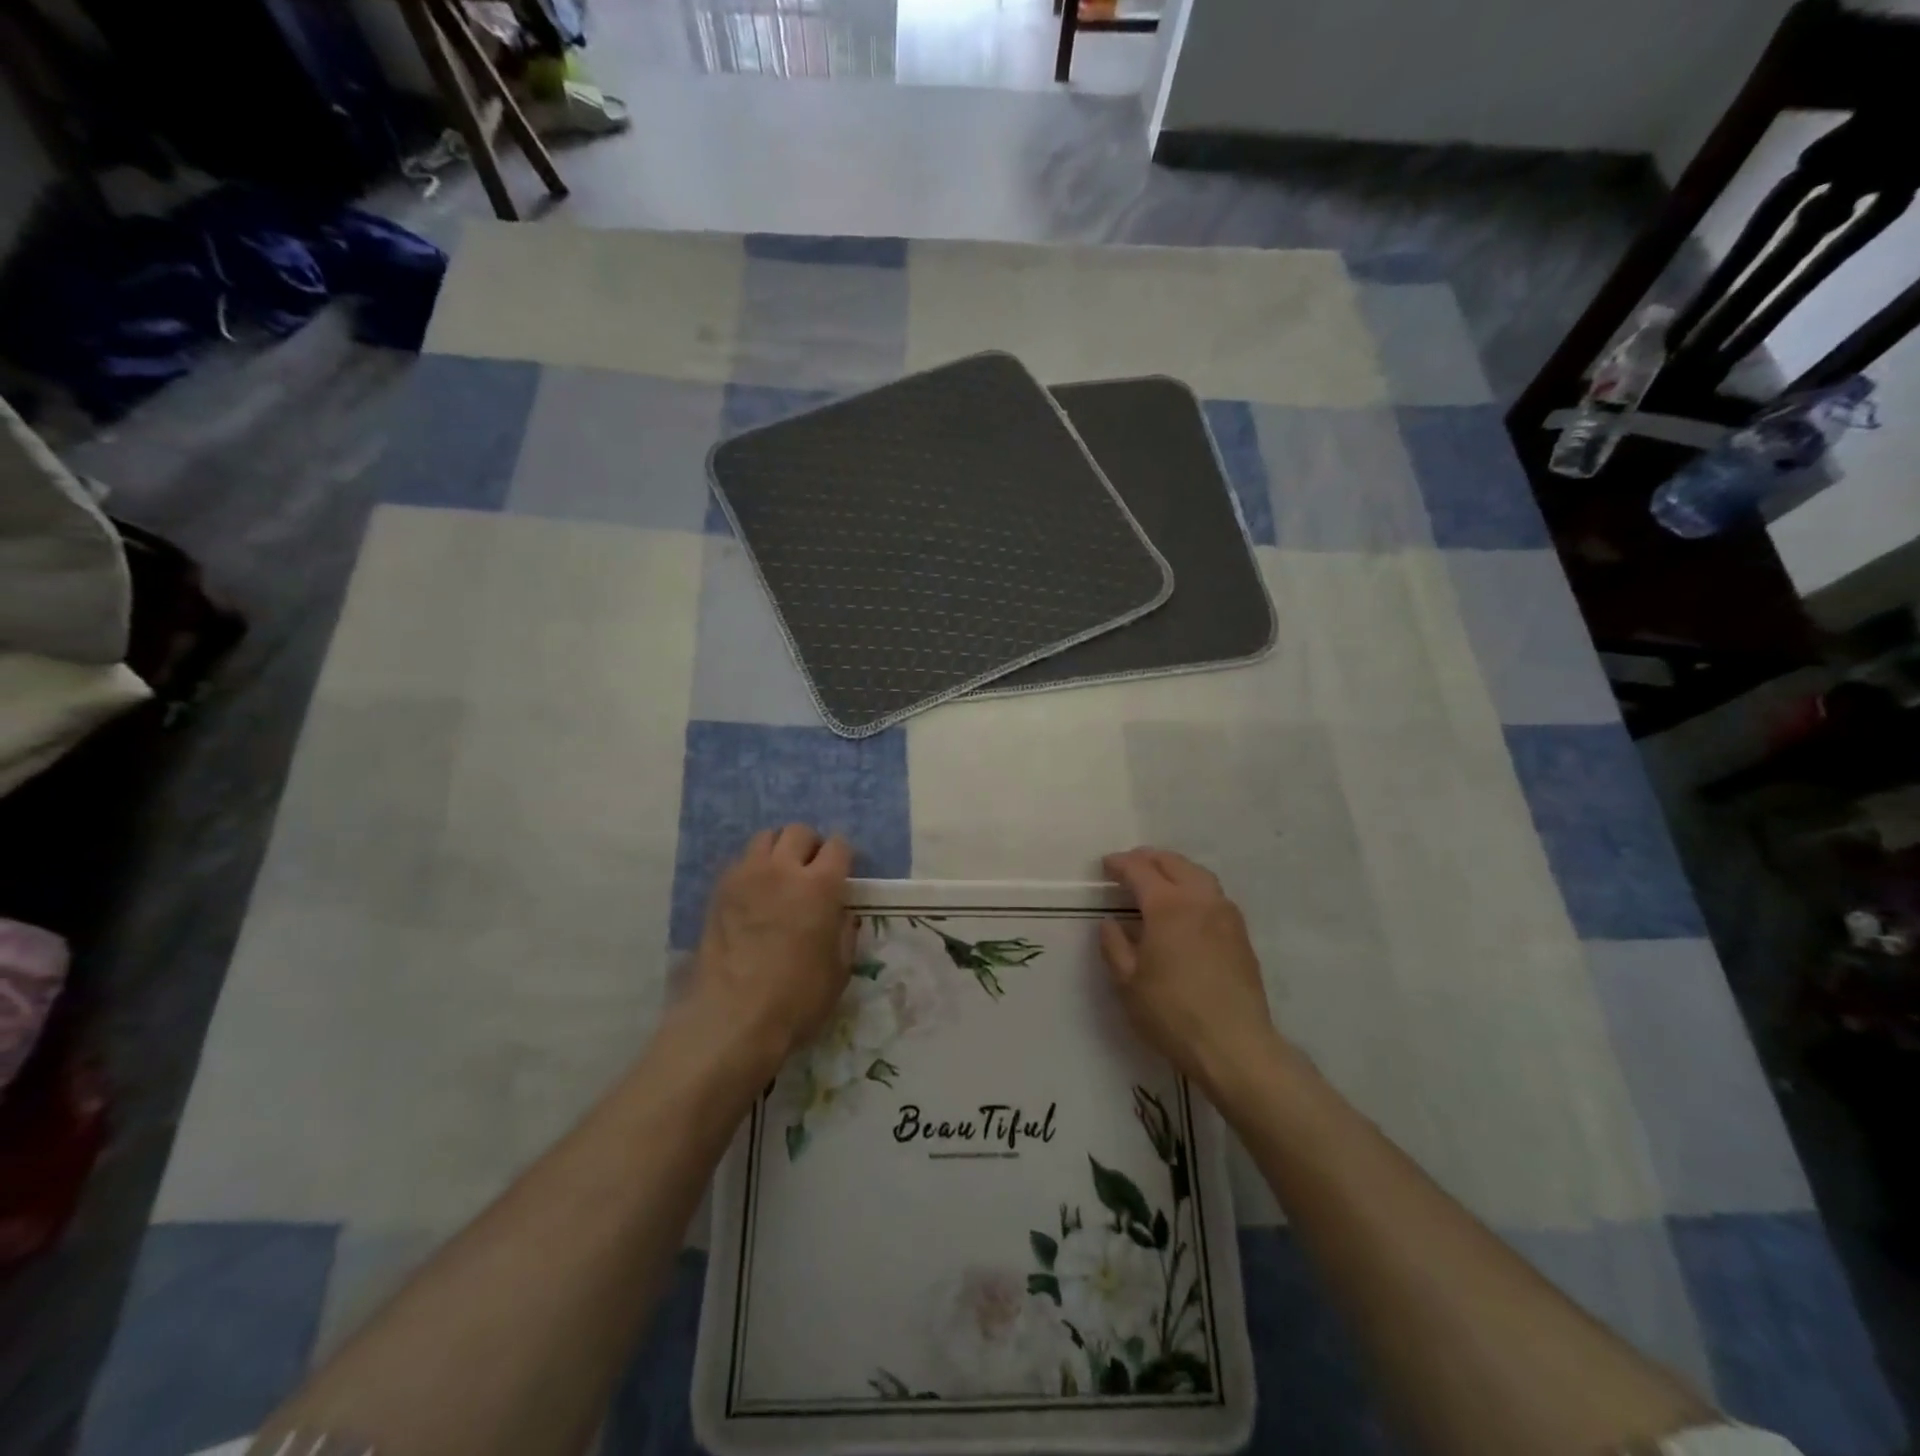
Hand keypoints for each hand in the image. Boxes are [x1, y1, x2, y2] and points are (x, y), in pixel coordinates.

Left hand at [688, 825, 855, 1074]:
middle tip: (812, 870)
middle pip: (798, 832)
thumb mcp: (839, 970)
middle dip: (810, 845)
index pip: (838, 846)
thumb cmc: (796, 998)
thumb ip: (843, 932)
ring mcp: (746, 876)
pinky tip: (755, 895)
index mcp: (820, 885)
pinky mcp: (719, 891)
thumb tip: (841, 914)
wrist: (732, 1018)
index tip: (843, 872)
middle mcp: (783, 869)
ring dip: (778, 850)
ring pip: (765, 838)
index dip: (843, 856)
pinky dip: (752, 868)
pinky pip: (740, 862)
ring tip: (780, 876)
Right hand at [1099, 847, 1277, 1094]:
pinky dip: (1194, 887)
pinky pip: (1214, 895)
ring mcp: (1226, 915)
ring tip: (1158, 879)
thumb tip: (1110, 922)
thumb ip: (1114, 946)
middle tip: (1130, 865)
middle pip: (1174, 863)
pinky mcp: (1241, 934)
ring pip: (1199, 875)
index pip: (1140, 870)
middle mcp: (1200, 900)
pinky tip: (1185, 907)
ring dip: (1175, 869)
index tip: (1106, 865)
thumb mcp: (1128, 982)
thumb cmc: (1172, 1013)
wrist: (1235, 1045)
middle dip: (1149, 859)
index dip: (1120, 864)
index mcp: (1168, 906)